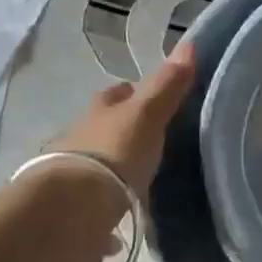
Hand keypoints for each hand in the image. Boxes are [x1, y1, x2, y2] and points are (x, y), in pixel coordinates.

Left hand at [44, 39, 197, 192]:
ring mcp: (74, 171)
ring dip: (113, 165)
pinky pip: (95, 199)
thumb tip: (188, 44)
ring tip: (138, 176)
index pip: (118, 93)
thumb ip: (166, 85)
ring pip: (97, 160)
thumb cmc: (114, 151)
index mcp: (100, 109)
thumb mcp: (147, 114)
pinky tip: (119, 217)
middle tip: (149, 138)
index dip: (134, 92)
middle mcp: (82, 135)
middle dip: (122, 129)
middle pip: (105, 125)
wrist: (72, 207)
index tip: (153, 98)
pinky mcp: (73, 206)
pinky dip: (107, 203)